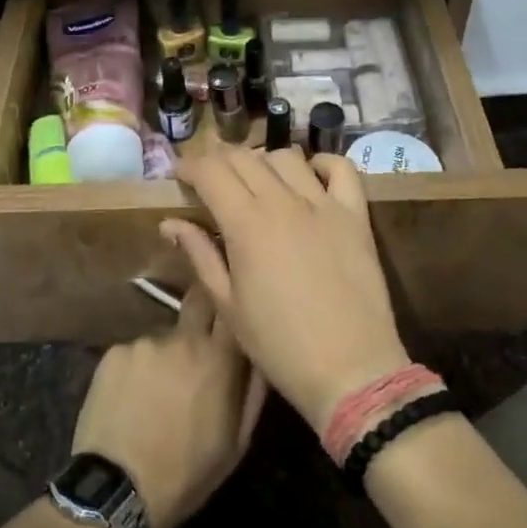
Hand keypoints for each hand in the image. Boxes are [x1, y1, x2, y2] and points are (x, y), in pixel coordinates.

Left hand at [71, 284, 266, 527]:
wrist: (118, 492)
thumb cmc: (187, 473)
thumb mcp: (236, 443)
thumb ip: (253, 391)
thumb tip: (260, 354)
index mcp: (218, 359)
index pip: (232, 308)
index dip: (232, 307)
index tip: (232, 314)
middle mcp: (182, 338)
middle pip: (198, 301)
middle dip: (202, 311)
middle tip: (198, 342)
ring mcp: (145, 342)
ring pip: (164, 336)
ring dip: (167, 354)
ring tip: (157, 390)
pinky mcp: (114, 352)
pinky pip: (135, 352)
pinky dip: (137, 368)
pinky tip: (131, 398)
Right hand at [165, 150, 411, 436]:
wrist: (350, 370)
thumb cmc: (279, 345)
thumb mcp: (228, 305)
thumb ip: (200, 255)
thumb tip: (170, 223)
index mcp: (246, 223)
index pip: (211, 171)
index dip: (189, 166)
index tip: (179, 175)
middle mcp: (283, 201)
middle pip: (244, 157)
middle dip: (219, 159)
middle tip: (210, 177)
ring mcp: (324, 204)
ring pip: (286, 157)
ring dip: (263, 160)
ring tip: (256, 180)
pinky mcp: (355, 215)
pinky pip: (342, 169)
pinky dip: (322, 163)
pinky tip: (310, 176)